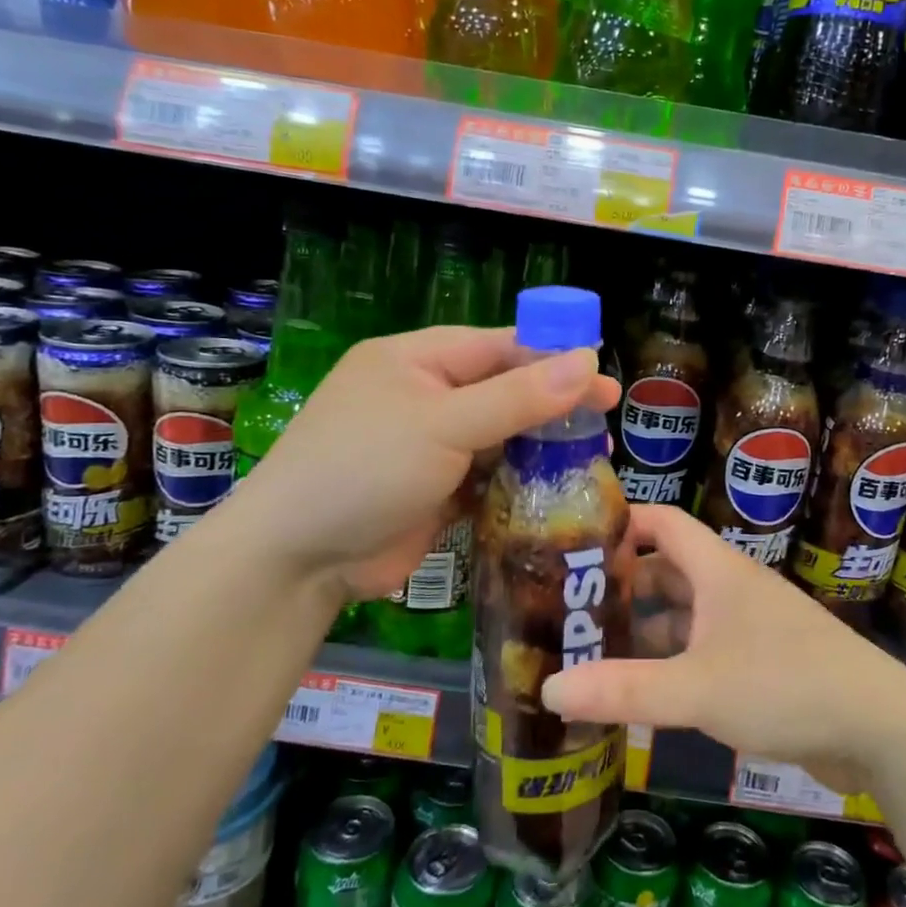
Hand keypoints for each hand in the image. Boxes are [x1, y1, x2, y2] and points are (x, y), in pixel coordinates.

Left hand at [232, 327, 617, 598]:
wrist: (298, 559)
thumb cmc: (365, 469)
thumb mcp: (445, 424)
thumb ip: (518, 395)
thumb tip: (587, 359)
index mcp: (417, 361)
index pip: (499, 347)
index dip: (553, 358)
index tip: (603, 376)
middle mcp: (426, 397)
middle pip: (504, 390)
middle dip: (553, 405)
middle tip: (606, 420)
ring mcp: (431, 446)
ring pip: (501, 436)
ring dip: (542, 446)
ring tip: (594, 456)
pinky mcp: (437, 489)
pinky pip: (490, 475)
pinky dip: (521, 481)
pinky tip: (558, 489)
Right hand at [541, 506, 905, 790]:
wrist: (878, 728)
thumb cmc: (785, 685)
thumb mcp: (696, 688)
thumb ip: (624, 689)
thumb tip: (549, 688)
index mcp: (719, 572)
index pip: (664, 523)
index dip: (623, 522)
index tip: (576, 540)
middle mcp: (733, 590)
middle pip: (669, 571)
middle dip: (623, 585)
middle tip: (571, 607)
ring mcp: (750, 628)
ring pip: (686, 616)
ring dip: (646, 629)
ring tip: (594, 650)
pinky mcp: (763, 665)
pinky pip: (704, 651)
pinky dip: (673, 662)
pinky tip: (644, 691)